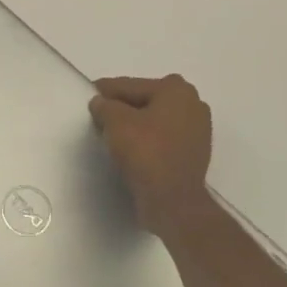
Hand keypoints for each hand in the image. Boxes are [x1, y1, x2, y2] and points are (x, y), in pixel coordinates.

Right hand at [89, 74, 213, 237]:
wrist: (173, 201)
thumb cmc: (145, 152)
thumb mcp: (115, 121)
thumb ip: (104, 105)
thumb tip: (101, 104)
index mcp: (176, 89)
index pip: (130, 86)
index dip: (105, 91)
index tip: (88, 96)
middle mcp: (193, 104)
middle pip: (145, 100)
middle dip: (122, 107)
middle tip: (98, 116)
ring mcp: (198, 130)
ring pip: (154, 120)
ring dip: (134, 124)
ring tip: (111, 134)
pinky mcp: (194, 153)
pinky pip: (163, 138)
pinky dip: (147, 140)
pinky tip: (130, 149)